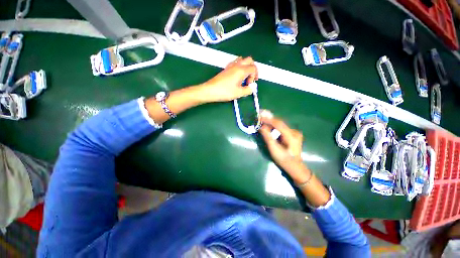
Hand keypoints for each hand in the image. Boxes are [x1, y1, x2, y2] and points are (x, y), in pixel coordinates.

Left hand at [198, 57, 258, 102]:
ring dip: (246, 67)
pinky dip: (240, 68)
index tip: (250, 84)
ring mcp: (230, 66)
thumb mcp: (239, 93)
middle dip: (253, 69)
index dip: (254, 76)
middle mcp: (237, 65)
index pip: (253, 68)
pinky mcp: (226, 68)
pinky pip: (236, 63)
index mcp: (241, 70)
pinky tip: (237, 77)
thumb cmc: (225, 91)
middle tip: (251, 78)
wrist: (210, 90)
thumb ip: (248, 90)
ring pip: (242, 60)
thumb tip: (251, 88)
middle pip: (249, 60)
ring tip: (244, 77)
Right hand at [259, 111, 309, 183]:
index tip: (259, 117)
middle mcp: (294, 131)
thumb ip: (267, 137)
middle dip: (268, 119)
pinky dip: (274, 126)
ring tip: (262, 120)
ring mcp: (294, 132)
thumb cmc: (284, 159)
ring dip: (270, 122)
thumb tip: (261, 126)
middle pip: (279, 122)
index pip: (278, 123)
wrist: (294, 166)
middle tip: (259, 116)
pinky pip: (281, 127)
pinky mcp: (292, 134)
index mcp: (291, 136)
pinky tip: (268, 126)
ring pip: (280, 124)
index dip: (268, 119)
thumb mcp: (274, 149)